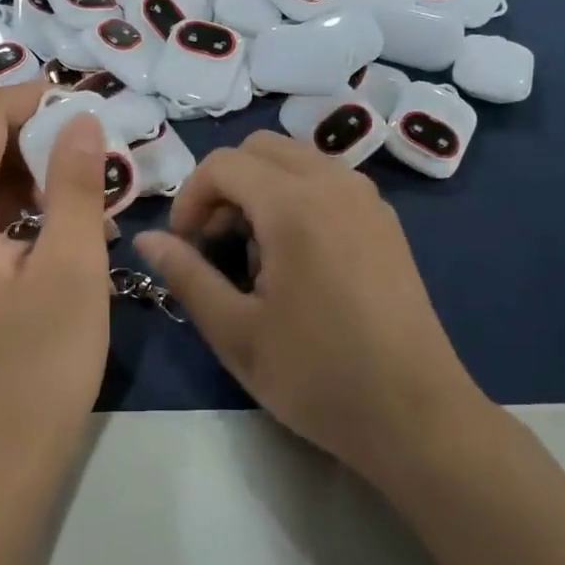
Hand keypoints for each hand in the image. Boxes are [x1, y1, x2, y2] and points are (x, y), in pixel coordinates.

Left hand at [0, 82, 111, 466]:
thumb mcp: (71, 266)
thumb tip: (81, 119)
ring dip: (34, 173)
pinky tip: (62, 227)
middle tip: (100, 160)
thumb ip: (74, 183)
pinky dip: (18, 205)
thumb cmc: (39, 365)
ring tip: (91, 196)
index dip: (39, 100)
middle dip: (41, 139)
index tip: (94, 115)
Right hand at [134, 132, 490, 481]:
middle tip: (215, 246)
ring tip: (255, 255)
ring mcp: (367, 199)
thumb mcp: (235, 331)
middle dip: (224, 187)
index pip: (222, 164)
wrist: (416, 415)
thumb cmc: (317, 375)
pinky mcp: (385, 221)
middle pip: (259, 149)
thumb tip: (147, 239)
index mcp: (294, 204)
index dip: (190, 198)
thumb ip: (186, 274)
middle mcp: (334, 183)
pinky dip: (295, 197)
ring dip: (260, 189)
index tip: (185, 248)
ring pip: (295, 160)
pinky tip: (296, 258)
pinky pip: (327, 181)